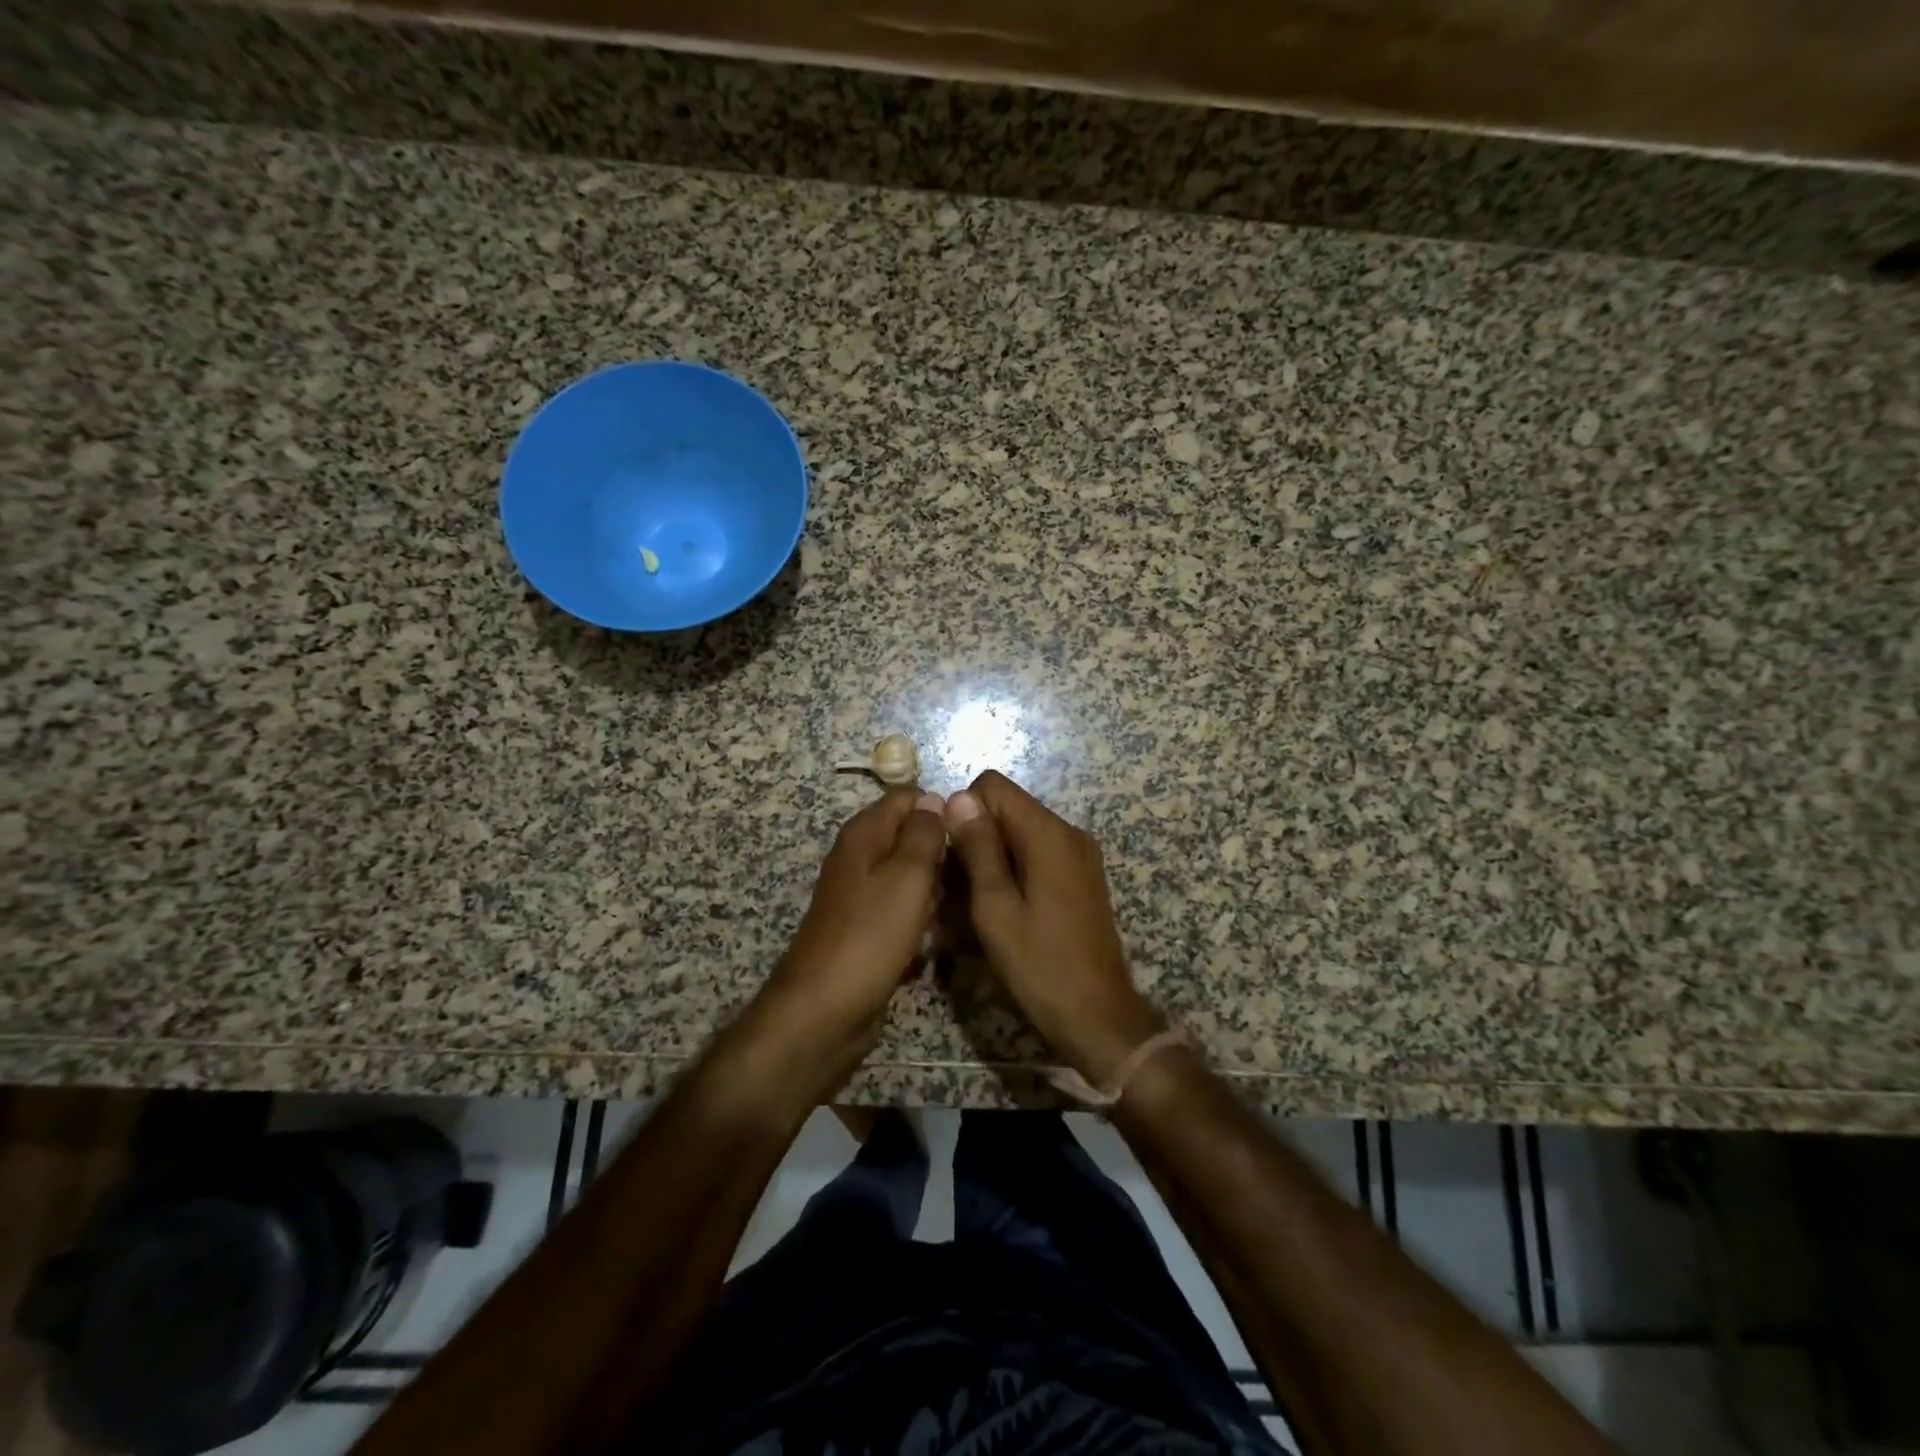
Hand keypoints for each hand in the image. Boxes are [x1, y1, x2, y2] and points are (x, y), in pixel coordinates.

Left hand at [751, 789, 948, 1085]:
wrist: (823, 1013)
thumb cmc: (869, 936)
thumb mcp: (907, 876)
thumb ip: (924, 834)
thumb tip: (935, 798)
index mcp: (864, 836)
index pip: (907, 799)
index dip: (941, 809)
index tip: (974, 833)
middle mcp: (860, 860)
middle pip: (911, 839)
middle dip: (943, 855)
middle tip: (972, 878)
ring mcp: (863, 898)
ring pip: (912, 880)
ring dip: (938, 894)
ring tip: (961, 912)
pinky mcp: (868, 932)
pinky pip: (904, 914)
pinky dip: (923, 923)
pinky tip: (940, 943)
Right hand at [943, 772, 1162, 1085]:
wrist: (1098, 1016)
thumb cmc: (1039, 965)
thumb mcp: (995, 908)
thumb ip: (978, 848)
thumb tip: (958, 797)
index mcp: (1048, 833)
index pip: (994, 786)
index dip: (964, 812)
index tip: (954, 857)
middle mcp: (1069, 833)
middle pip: (1007, 810)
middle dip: (976, 839)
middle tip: (956, 889)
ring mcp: (1079, 855)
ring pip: (1019, 835)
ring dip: (992, 860)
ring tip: (974, 907)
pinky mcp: (1081, 877)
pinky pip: (1037, 856)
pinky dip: (1013, 873)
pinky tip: (1002, 911)